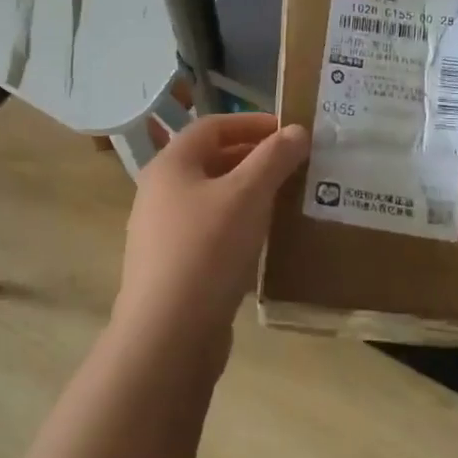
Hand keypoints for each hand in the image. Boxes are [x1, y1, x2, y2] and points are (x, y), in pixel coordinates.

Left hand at [115, 113, 309, 357]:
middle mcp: (160, 191)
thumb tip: (296, 130)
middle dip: (255, 158)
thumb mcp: (247, 195)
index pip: (213, 126)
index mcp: (171, 164)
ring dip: (250, 193)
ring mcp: (163, 231)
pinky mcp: (174, 266)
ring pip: (213, 198)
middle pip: (211, 160)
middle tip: (296, 165)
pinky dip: (240, 225)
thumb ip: (274, 158)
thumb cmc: (207, 249)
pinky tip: (266, 240)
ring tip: (288, 199)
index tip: (290, 131)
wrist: (168, 334)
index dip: (252, 122)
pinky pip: (211, 232)